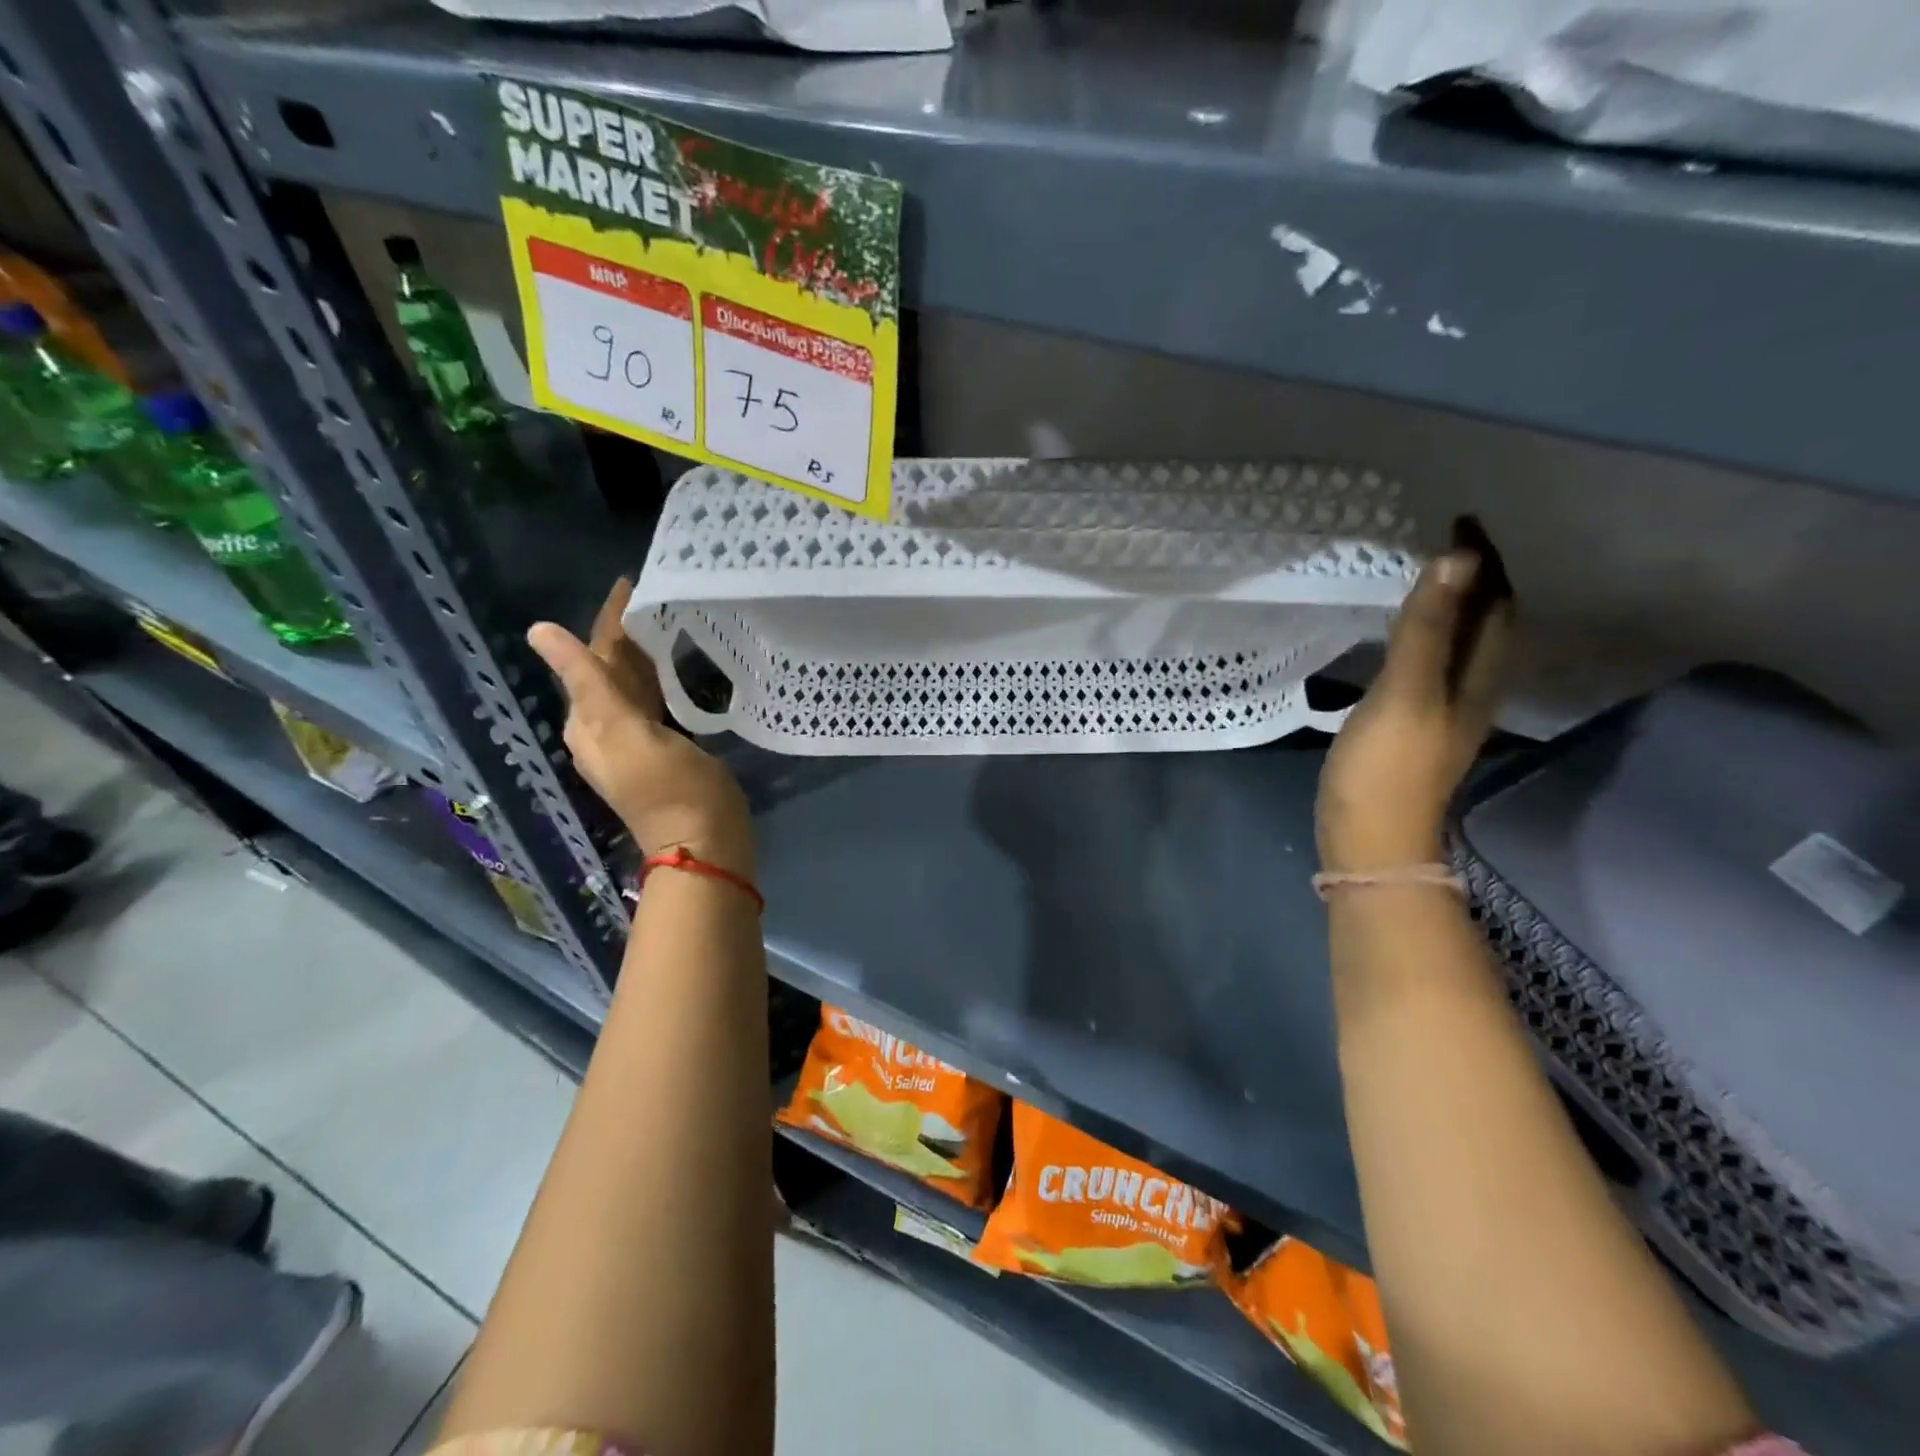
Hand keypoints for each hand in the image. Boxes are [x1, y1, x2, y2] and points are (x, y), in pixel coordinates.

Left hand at [528, 578, 754, 877]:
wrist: (705, 845)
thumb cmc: (671, 789)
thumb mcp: (625, 732)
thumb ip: (588, 680)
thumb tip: (540, 630)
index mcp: (591, 722)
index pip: (595, 656)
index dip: (611, 620)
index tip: (633, 582)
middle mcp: (607, 729)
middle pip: (613, 669)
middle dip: (629, 633)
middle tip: (659, 593)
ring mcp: (638, 742)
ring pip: (636, 685)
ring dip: (647, 654)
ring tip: (669, 619)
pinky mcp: (667, 751)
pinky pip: (656, 702)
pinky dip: (662, 679)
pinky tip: (677, 669)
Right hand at [1316, 550, 1512, 871]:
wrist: (1370, 842)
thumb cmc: (1386, 769)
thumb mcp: (1405, 693)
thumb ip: (1426, 628)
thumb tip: (1457, 558)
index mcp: (1476, 678)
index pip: (1495, 605)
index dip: (1486, 563)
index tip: (1463, 521)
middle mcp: (1471, 690)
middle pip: (1487, 625)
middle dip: (1477, 580)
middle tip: (1448, 542)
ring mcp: (1442, 712)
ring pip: (1461, 647)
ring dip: (1453, 609)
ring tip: (1429, 578)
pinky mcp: (1413, 728)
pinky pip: (1432, 667)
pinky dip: (1427, 638)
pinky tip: (1404, 640)